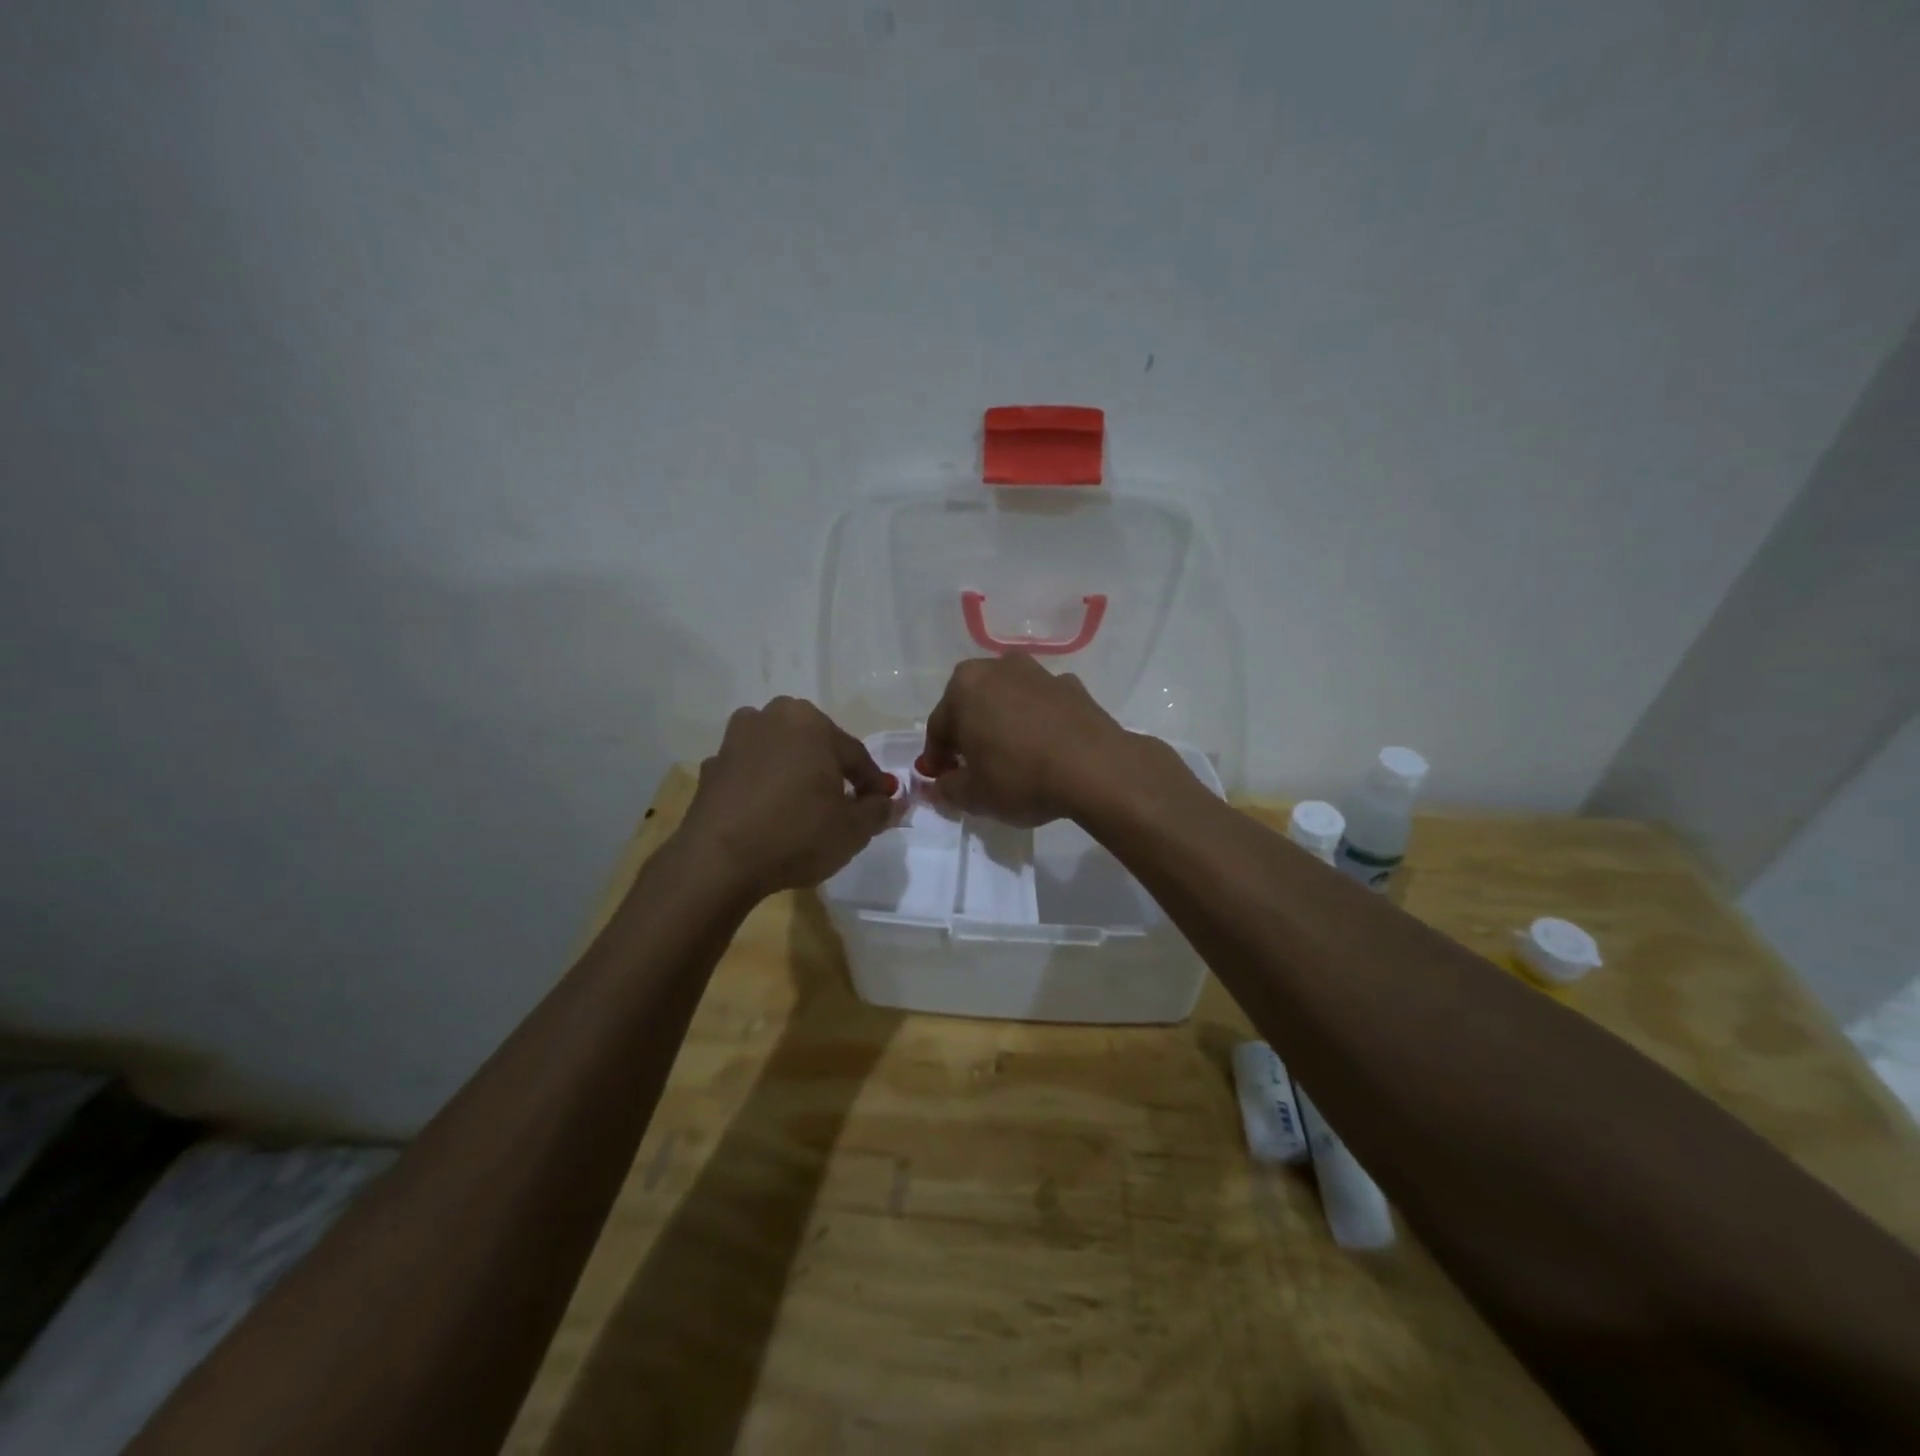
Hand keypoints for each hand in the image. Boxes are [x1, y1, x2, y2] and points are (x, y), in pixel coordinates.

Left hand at [677, 698, 894, 900]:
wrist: (718, 861)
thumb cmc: (796, 834)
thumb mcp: (853, 829)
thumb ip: (878, 811)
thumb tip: (891, 803)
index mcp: (810, 722)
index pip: (854, 753)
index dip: (871, 782)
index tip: (881, 804)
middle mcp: (770, 718)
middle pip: (814, 746)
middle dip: (831, 771)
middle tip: (844, 805)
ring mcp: (734, 741)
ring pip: (779, 756)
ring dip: (794, 775)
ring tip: (803, 809)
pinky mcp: (710, 769)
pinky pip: (750, 774)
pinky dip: (763, 788)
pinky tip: (769, 816)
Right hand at [922, 655, 1169, 826]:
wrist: (1097, 769)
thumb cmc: (1021, 777)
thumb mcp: (974, 796)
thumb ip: (947, 789)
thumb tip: (941, 786)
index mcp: (964, 687)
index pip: (938, 727)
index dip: (937, 758)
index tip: (941, 780)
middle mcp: (998, 668)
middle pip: (972, 705)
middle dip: (968, 734)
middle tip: (973, 767)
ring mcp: (1039, 673)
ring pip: (1007, 701)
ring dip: (1003, 724)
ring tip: (1011, 758)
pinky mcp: (1072, 686)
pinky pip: (1041, 706)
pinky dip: (1037, 723)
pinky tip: (1045, 750)